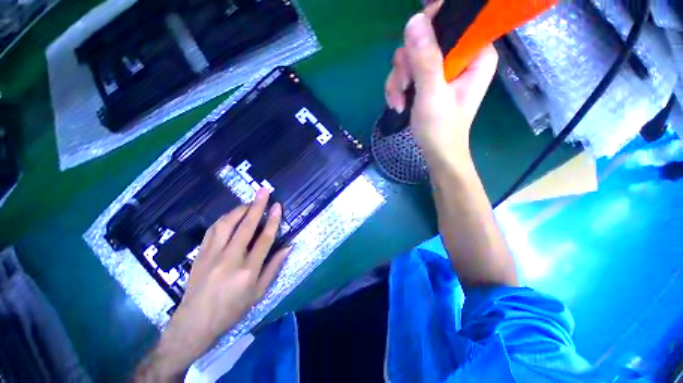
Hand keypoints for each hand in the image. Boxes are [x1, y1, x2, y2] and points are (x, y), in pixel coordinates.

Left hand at [135, 189, 289, 380]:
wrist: (194, 323)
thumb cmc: (231, 311)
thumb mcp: (259, 293)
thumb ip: (274, 267)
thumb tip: (288, 247)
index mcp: (247, 271)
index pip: (264, 239)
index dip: (273, 220)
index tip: (278, 206)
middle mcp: (230, 259)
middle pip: (245, 226)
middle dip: (257, 205)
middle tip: (264, 191)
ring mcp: (212, 255)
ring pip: (226, 224)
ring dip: (239, 209)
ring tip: (249, 202)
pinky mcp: (200, 254)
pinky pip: (213, 230)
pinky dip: (224, 219)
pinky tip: (231, 215)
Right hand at [385, 3, 497, 170]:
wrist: (437, 153)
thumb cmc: (440, 129)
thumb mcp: (432, 95)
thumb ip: (425, 60)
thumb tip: (414, 20)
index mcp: (475, 54)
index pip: (454, 19)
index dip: (429, 27)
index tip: (412, 51)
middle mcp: (461, 56)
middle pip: (426, 39)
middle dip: (407, 66)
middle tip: (403, 88)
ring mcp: (443, 69)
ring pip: (411, 57)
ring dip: (399, 81)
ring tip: (398, 103)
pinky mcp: (430, 80)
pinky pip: (408, 73)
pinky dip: (399, 89)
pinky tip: (398, 105)